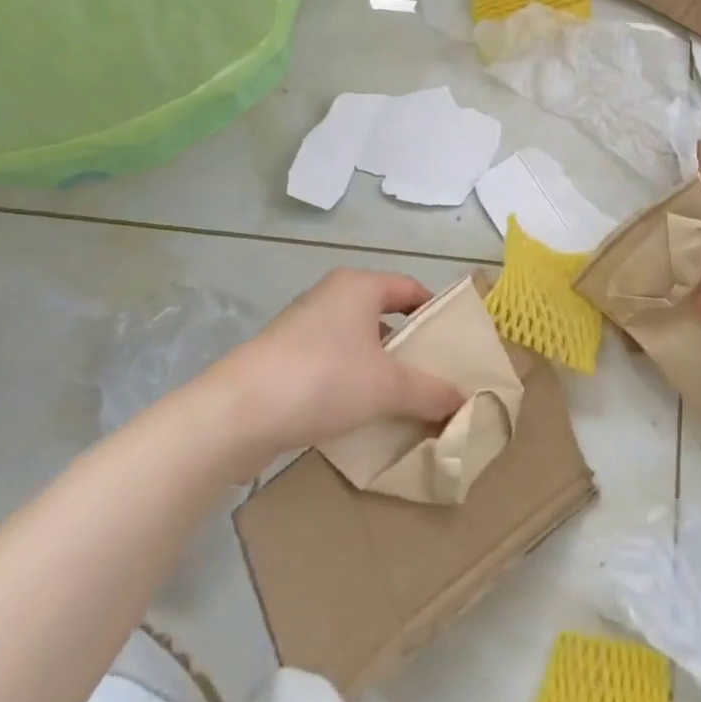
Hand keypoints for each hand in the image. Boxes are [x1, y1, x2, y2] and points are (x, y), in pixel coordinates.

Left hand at [202, 269, 466, 455]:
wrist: (238, 413)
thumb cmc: (324, 378)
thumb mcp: (388, 387)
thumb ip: (431, 391)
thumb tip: (463, 401)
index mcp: (358, 286)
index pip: (410, 288)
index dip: (435, 312)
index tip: (455, 344)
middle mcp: (330, 297)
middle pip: (383, 316)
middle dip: (409, 347)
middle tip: (435, 377)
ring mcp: (302, 328)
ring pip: (356, 343)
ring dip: (379, 369)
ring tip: (404, 401)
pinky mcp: (282, 360)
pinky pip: (331, 364)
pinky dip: (351, 383)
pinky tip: (361, 415)